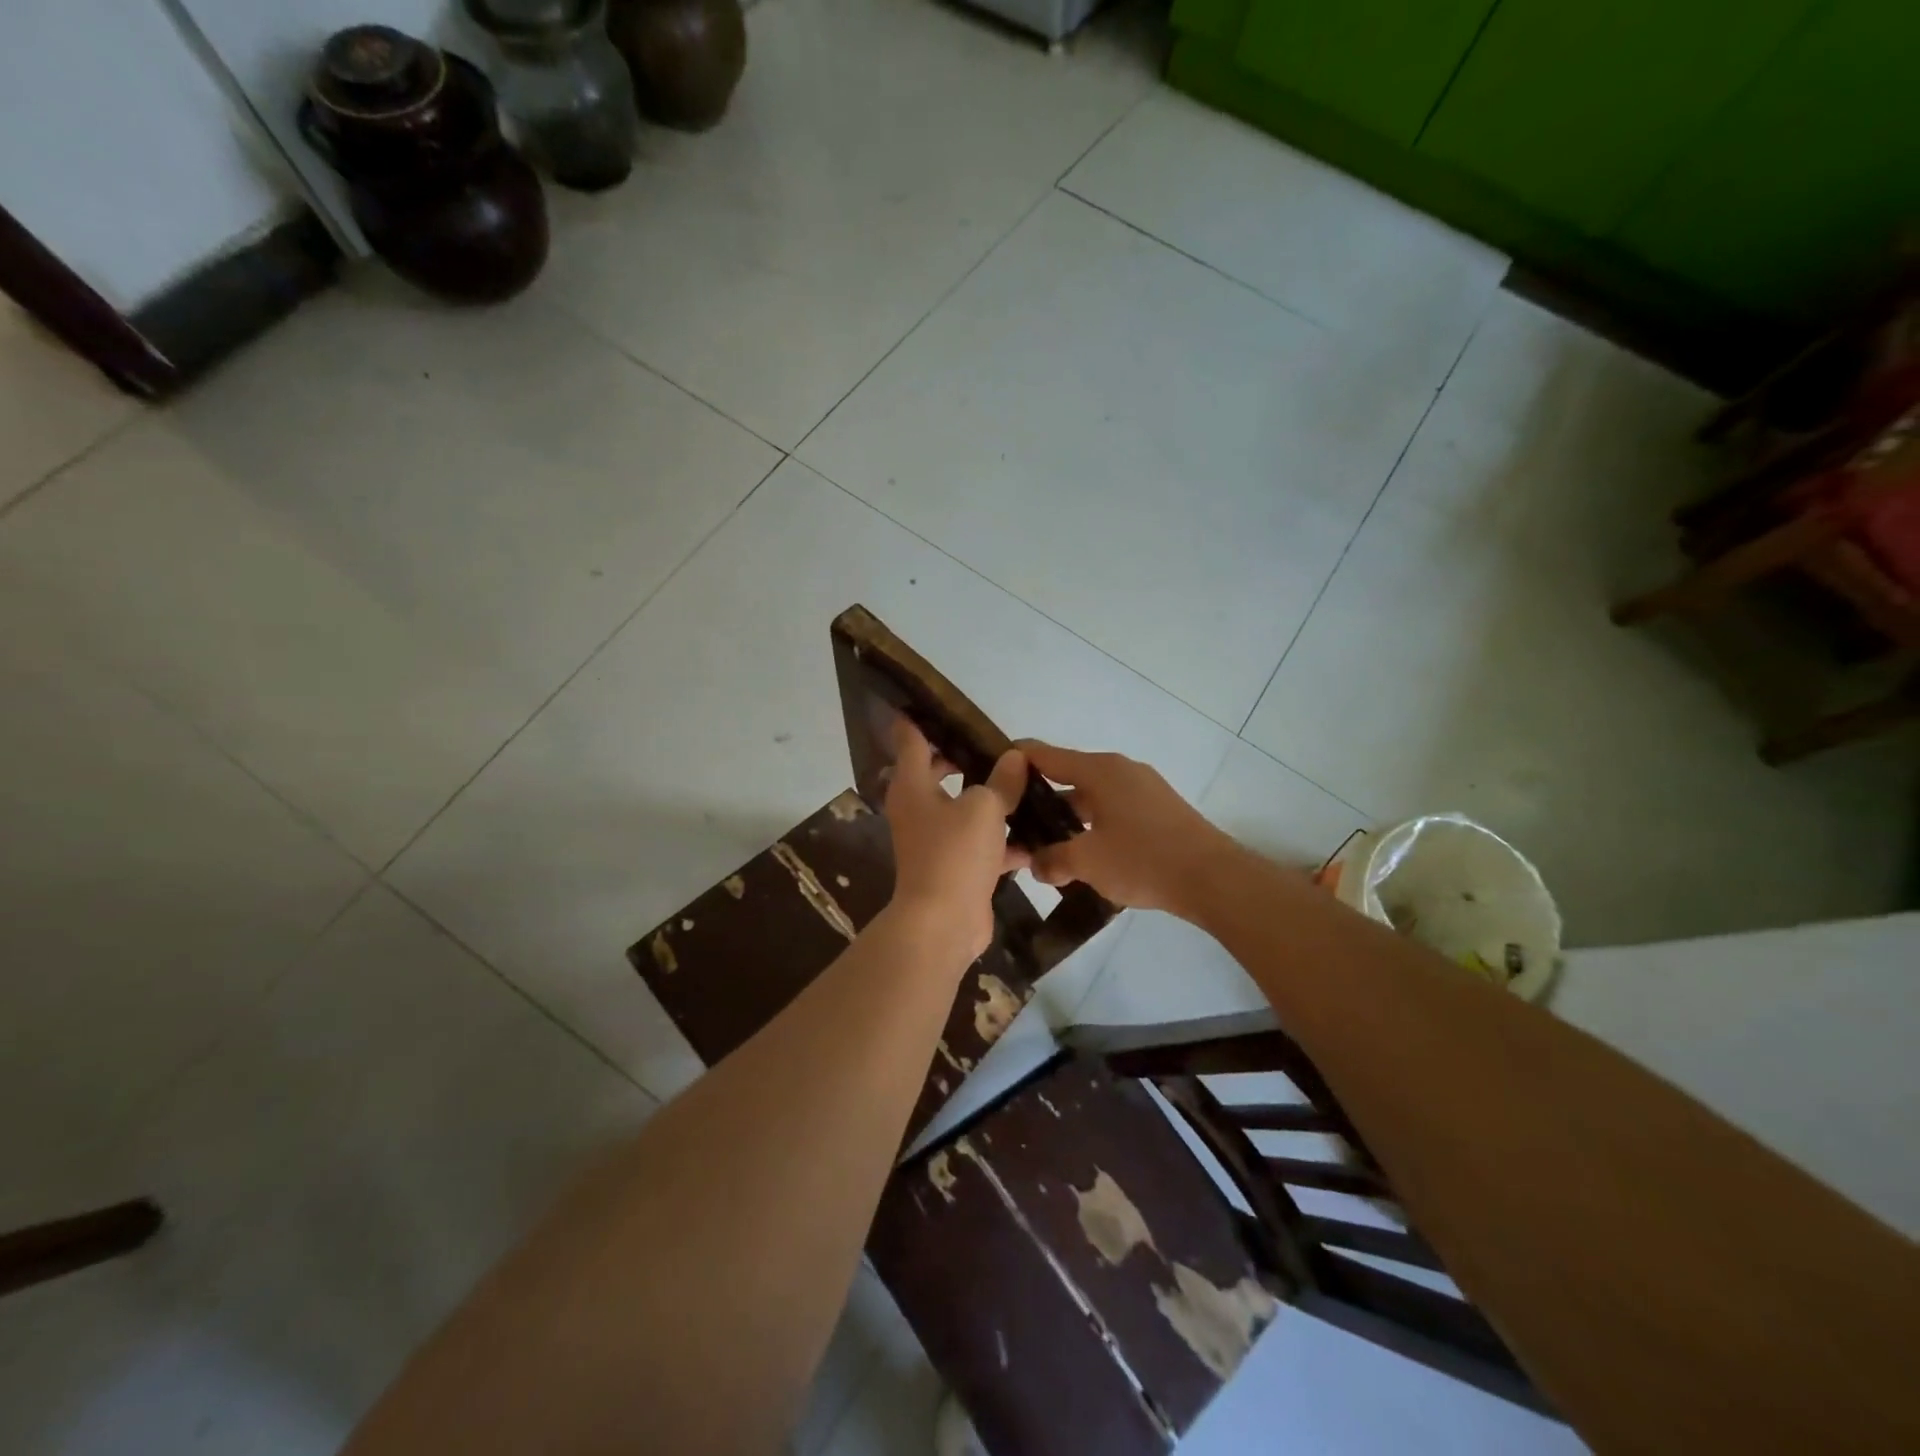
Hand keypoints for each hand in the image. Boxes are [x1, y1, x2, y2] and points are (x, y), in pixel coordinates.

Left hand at [882, 719, 1028, 962]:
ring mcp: (935, 839)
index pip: (910, 738)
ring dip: (991, 800)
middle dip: (966, 759)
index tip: (936, 700)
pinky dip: (1003, 840)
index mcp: (913, 785)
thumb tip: (1014, 758)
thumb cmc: (954, 853)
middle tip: (998, 744)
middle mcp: (918, 808)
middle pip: (939, 771)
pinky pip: (981, 843)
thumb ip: (1002, 781)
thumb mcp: (984, 808)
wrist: (943, 923)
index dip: (920, 717)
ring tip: (1026, 783)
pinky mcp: (955, 866)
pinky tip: (1037, 836)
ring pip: (964, 808)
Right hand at [1016, 741, 1238, 917]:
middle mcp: (1120, 769)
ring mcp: (1143, 788)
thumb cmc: (1143, 859)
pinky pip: (1113, 808)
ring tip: (1045, 842)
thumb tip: (1035, 864)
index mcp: (1099, 770)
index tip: (992, 773)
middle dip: (1040, 797)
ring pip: (1092, 795)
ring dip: (1068, 815)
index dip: (1016, 760)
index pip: (1044, 755)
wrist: (1213, 878)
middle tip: (1013, 821)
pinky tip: (1085, 852)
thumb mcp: (1088, 862)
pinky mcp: (1158, 809)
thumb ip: (1052, 860)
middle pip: (1068, 774)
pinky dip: (1093, 823)